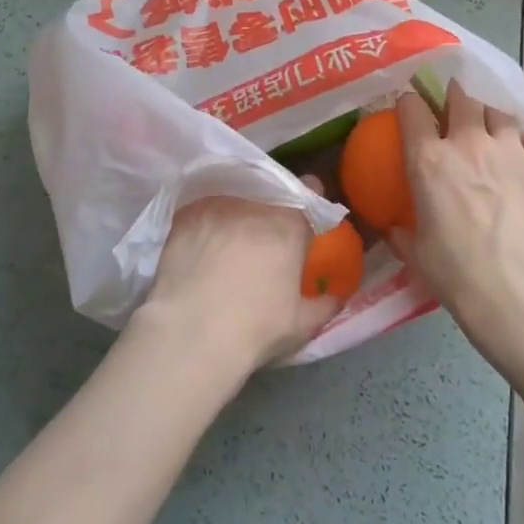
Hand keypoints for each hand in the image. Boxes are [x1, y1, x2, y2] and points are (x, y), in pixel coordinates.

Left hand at [130, 194, 339, 379]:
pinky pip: (204, 210)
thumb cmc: (254, 329)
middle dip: (270, 210)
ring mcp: (217, 205)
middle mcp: (254, 204)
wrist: (191, 333)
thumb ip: (325, 303)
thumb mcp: (302, 324)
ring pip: (235, 198)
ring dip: (238, 213)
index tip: (303, 219)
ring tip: (230, 239)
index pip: (309, 189)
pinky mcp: (186, 215)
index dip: (308, 202)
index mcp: (289, 225)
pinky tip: (202, 242)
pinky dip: (208, 221)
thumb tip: (336, 295)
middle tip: (264, 236)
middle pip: (269, 193)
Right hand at [391, 81, 523, 371]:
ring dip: (489, 114)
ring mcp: (510, 150)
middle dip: (454, 95)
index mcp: (428, 161)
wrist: (519, 288)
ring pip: (498, 111)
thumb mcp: (416, 254)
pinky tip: (522, 147)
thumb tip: (394, 228)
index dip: (408, 103)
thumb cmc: (457, 273)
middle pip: (460, 99)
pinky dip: (523, 136)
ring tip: (489, 124)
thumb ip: (403, 233)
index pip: (412, 112)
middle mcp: (467, 144)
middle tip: (453, 103)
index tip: (408, 106)